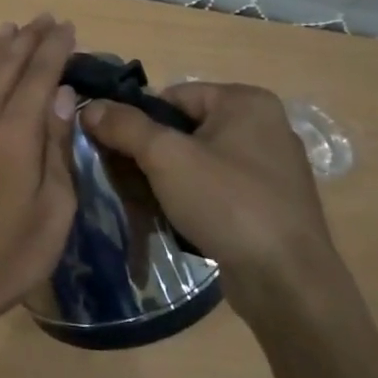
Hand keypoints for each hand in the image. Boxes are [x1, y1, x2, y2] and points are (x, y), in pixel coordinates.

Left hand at [0, 15, 79, 329]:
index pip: (38, 78)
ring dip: (1, 51)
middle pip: (7, 69)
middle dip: (28, 41)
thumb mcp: (54, 207)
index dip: (54, 50)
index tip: (68, 27)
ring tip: (13, 27)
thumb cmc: (12, 253)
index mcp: (15, 134)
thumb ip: (57, 146)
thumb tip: (62, 96)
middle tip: (46, 18)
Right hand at [79, 83, 345, 317]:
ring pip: (198, 160)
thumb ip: (125, 126)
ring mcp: (270, 167)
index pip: (171, 96)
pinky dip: (193, 198)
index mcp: (246, 102)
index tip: (115, 151)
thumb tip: (90, 107)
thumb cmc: (228, 204)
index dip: (138, 121)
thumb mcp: (166, 158)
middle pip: (184, 128)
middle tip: (126, 180)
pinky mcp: (270, 202)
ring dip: (168, 179)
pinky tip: (178, 220)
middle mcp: (264, 126)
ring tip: (148, 203)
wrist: (287, 281)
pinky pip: (217, 187)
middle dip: (151, 153)